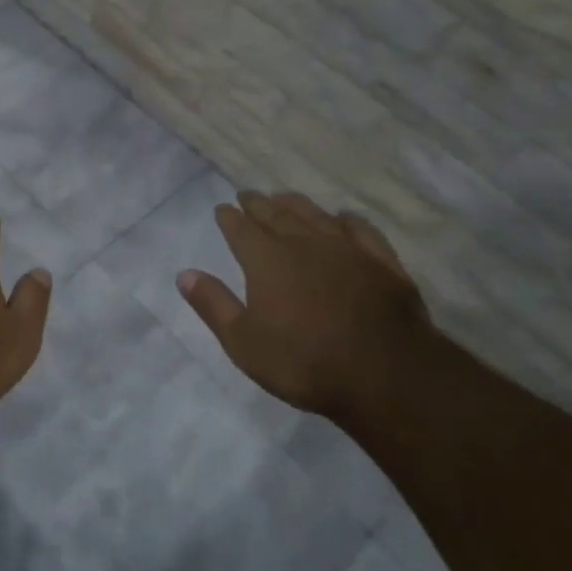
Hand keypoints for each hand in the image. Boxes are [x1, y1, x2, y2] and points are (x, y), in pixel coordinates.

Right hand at [178, 191, 431, 421]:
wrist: (387, 375)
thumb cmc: (305, 362)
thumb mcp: (244, 342)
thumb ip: (213, 305)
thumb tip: (184, 273)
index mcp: (267, 260)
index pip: (241, 229)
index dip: (228, 217)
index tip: (222, 209)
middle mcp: (304, 243)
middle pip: (276, 214)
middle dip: (257, 204)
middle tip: (247, 195)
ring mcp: (346, 249)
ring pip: (315, 214)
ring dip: (295, 203)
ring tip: (284, 197)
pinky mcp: (381, 261)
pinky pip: (360, 229)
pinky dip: (346, 220)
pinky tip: (343, 218)